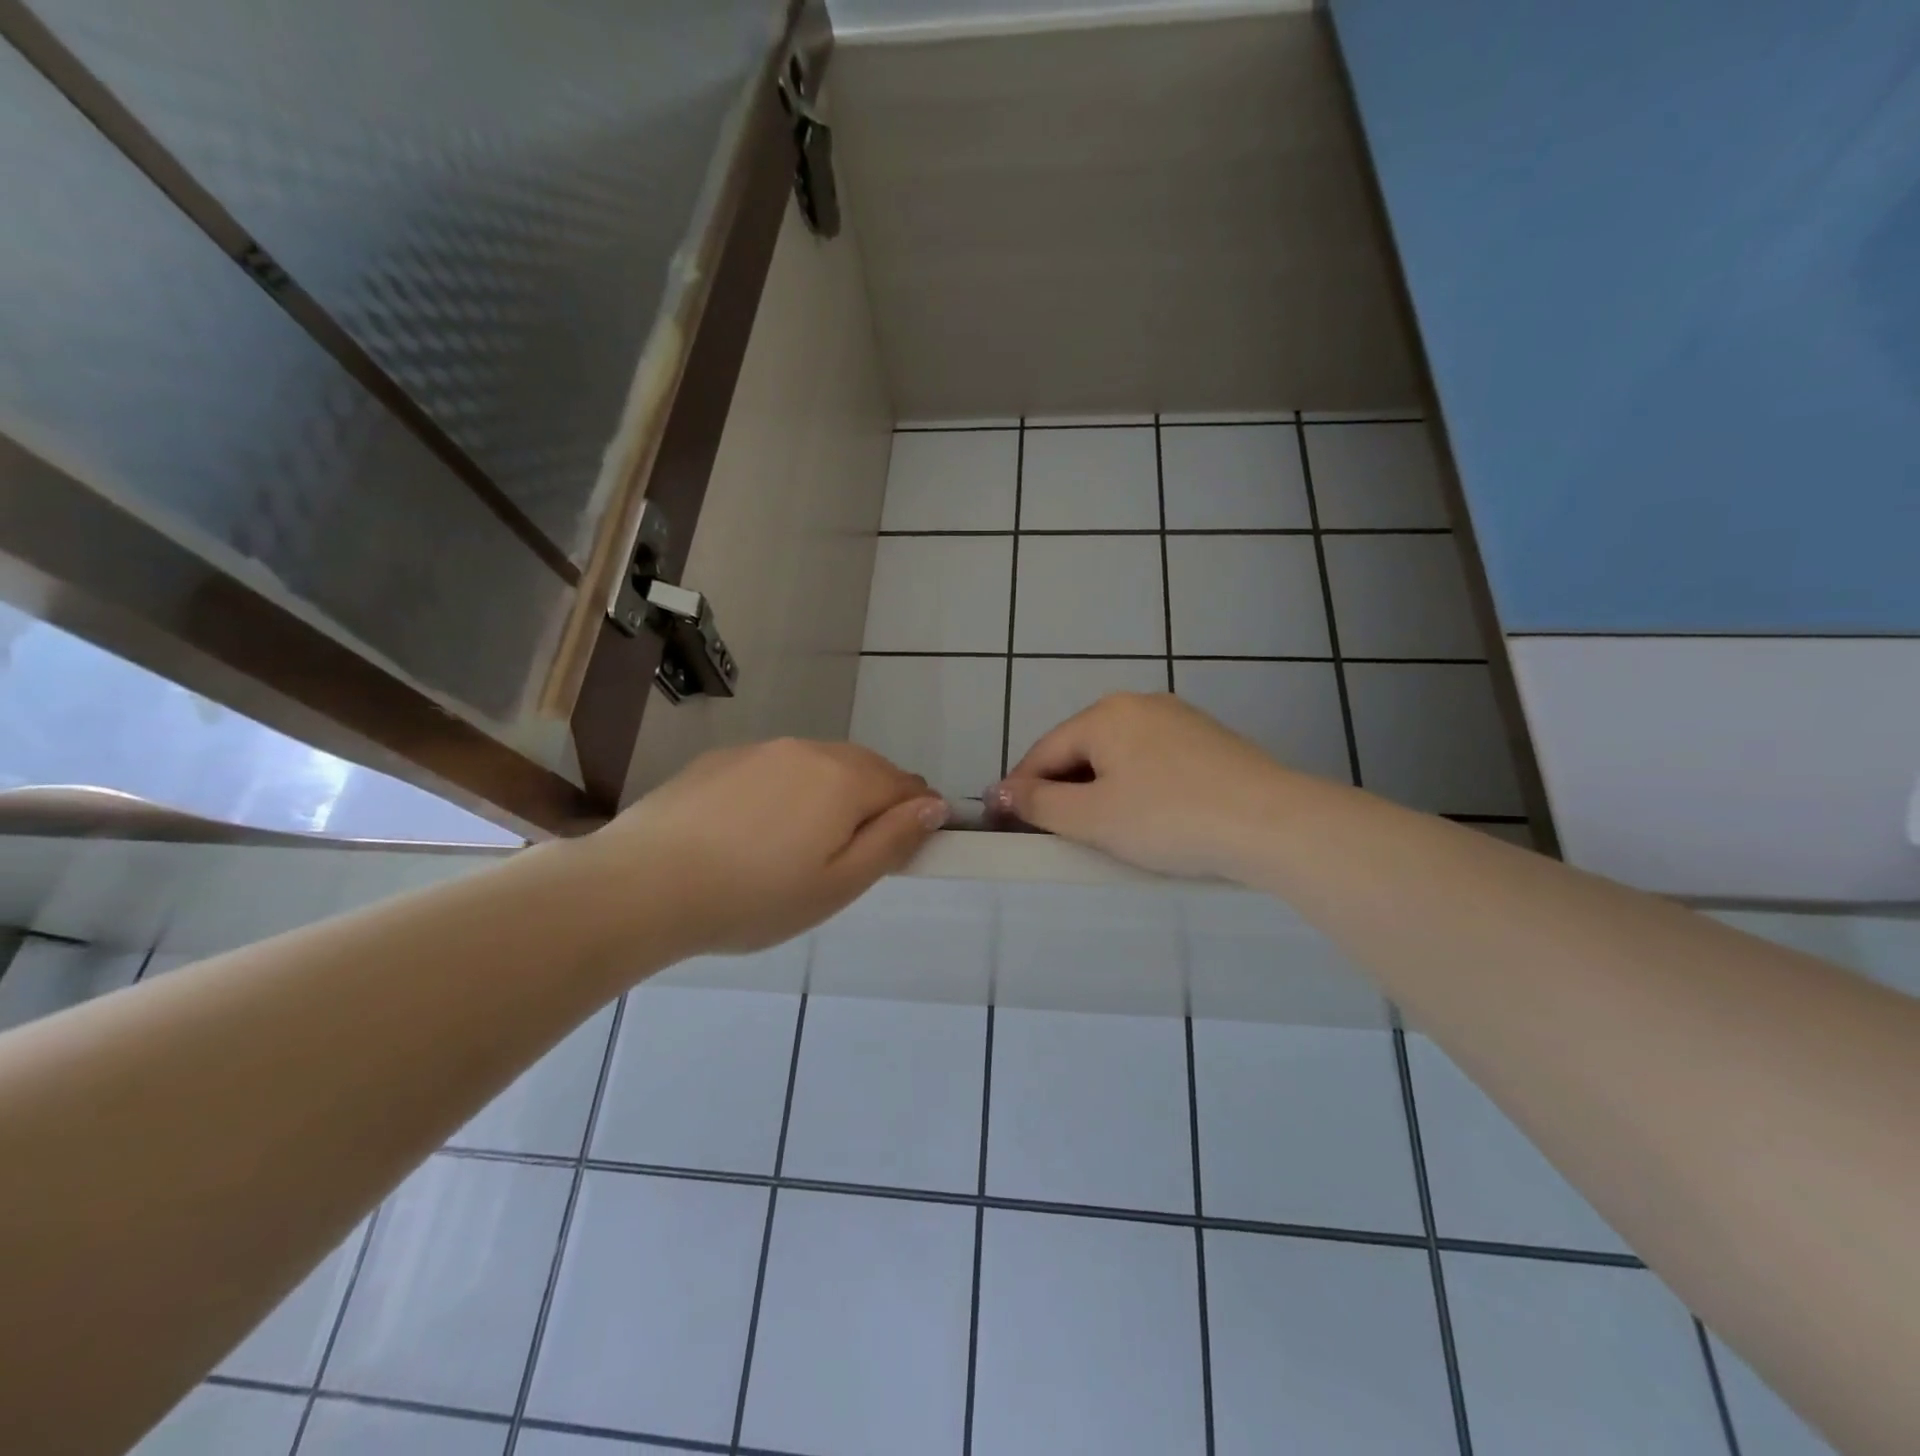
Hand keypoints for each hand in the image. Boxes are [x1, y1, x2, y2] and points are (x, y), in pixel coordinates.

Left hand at [588, 739, 947, 957]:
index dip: (916, 813)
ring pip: (818, 765)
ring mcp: (761, 750)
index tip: (904, 848)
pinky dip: (786, 791)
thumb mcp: (837, 886)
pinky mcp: (722, 759)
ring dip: (830, 794)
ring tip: (802, 845)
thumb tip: (934, 805)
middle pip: (864, 768)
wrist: (641, 884)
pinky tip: (756, 831)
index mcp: (844, 779)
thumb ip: (893, 841)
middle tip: (852, 855)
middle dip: (875, 802)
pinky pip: (776, 768)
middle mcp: (808, 750)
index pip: (905, 784)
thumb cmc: (753, 897)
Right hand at [989, 693, 1303, 880]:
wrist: (1273, 822)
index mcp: (1104, 715)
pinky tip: (1146, 814)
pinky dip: (1134, 784)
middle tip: (1052, 833)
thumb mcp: (1093, 817)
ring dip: (1097, 787)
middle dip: (1060, 788)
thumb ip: (1039, 803)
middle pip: (1080, 748)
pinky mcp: (1208, 739)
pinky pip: (1152, 759)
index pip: (1043, 752)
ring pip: (1118, 754)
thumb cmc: (1169, 819)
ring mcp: (1178, 718)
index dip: (1019, 789)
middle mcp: (1138, 704)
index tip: (1002, 824)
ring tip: (1098, 828)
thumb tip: (1000, 790)